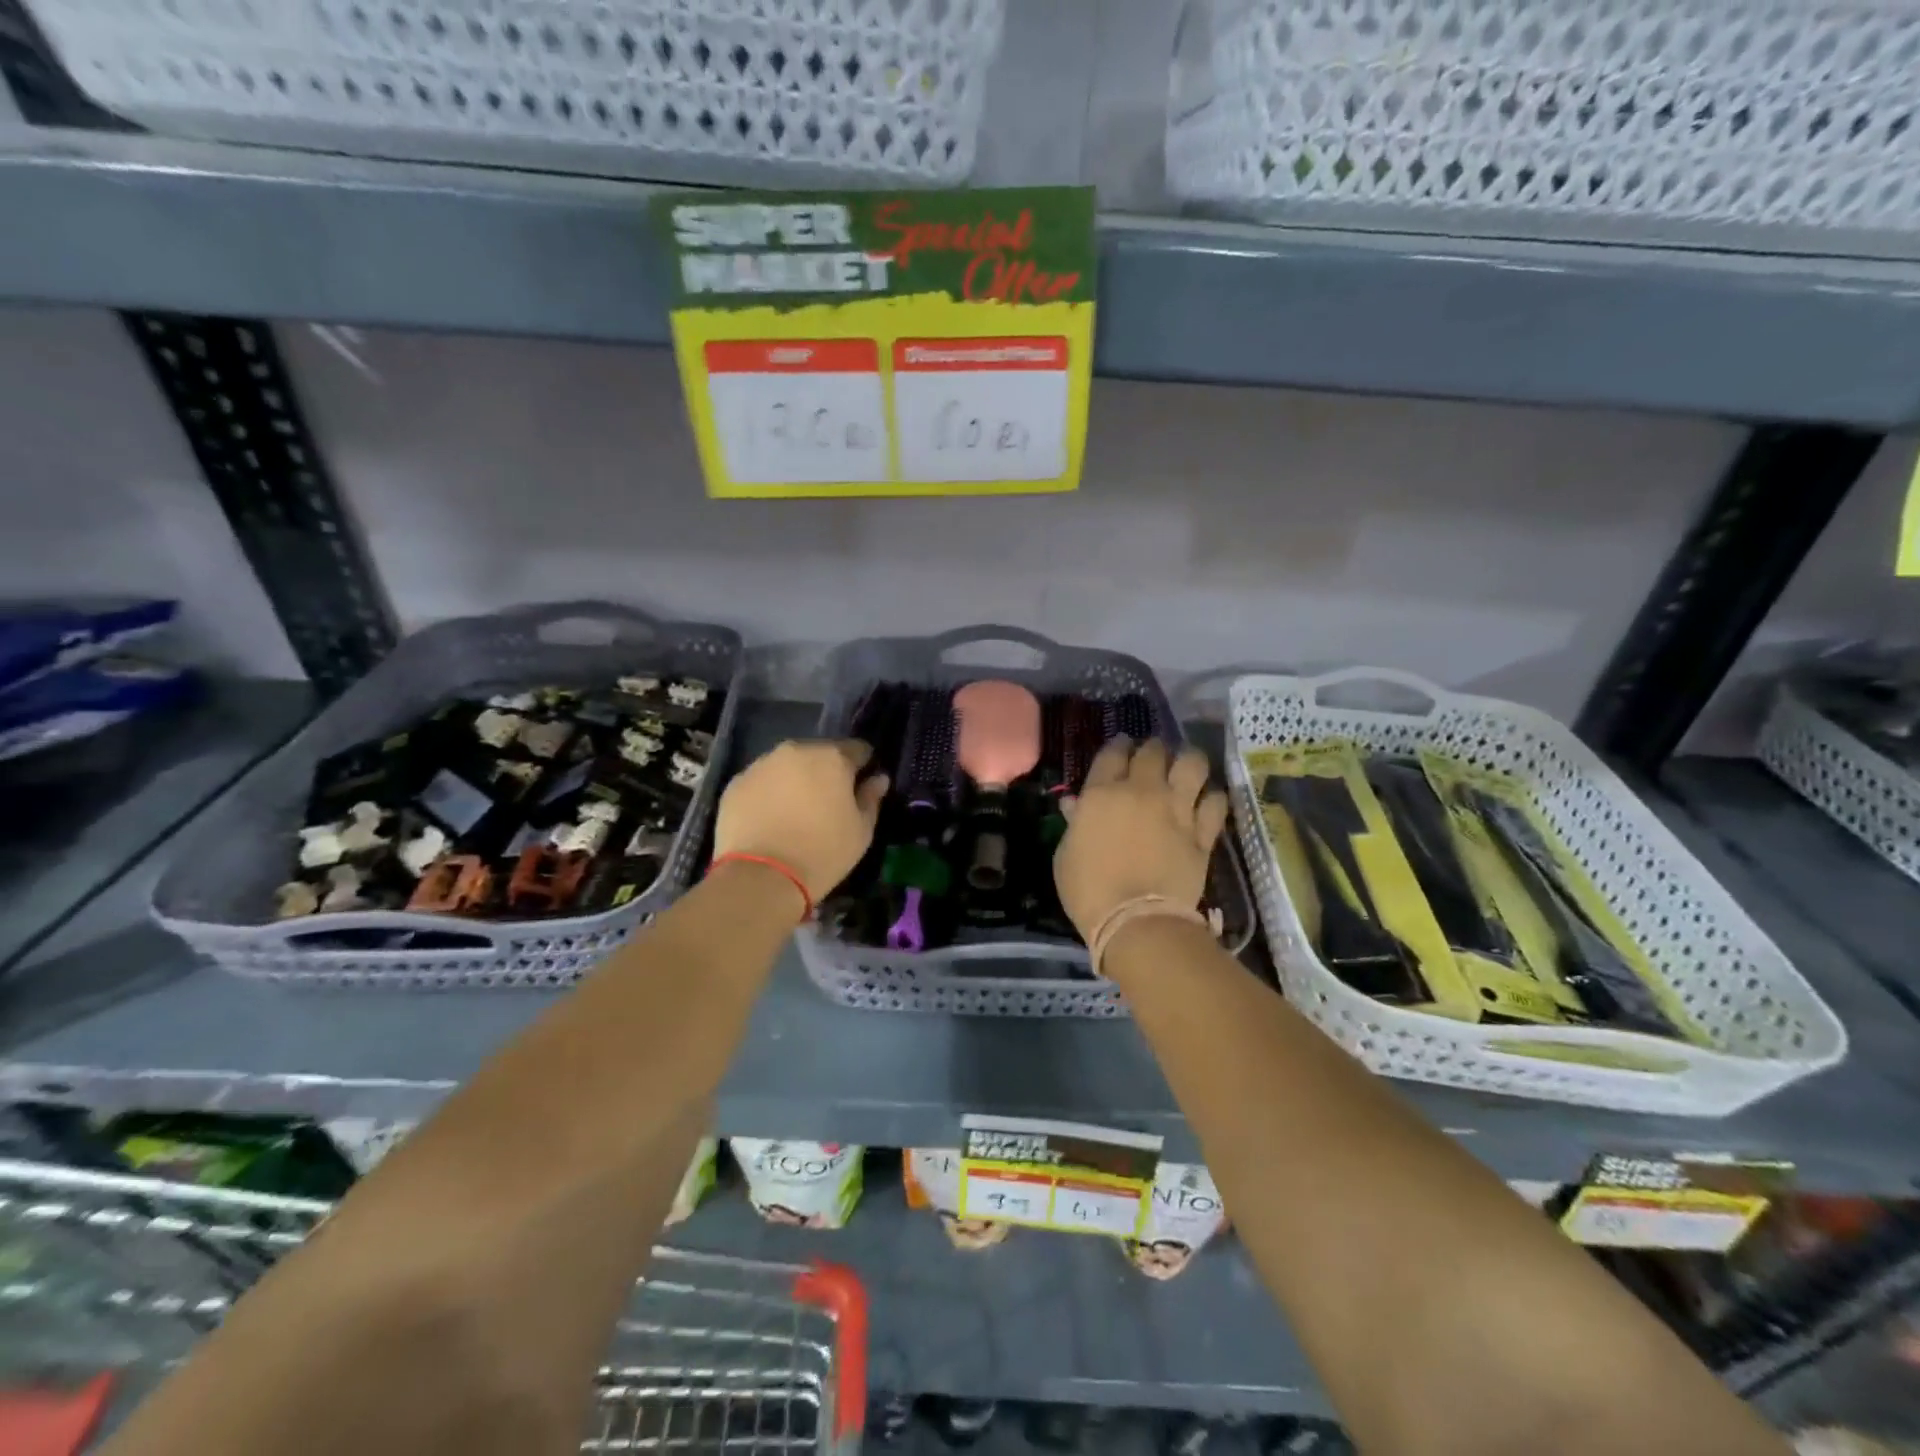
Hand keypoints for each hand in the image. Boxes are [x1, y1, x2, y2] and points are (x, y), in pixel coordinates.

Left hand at [713, 739, 886, 901]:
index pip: (857, 749)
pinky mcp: (736, 784)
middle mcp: (796, 751)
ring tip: (795, 813)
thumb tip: (878, 778)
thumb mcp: (861, 831)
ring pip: (787, 766)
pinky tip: (769, 820)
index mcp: (832, 757)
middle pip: (818, 754)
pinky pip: (761, 782)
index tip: (861, 786)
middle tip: (827, 803)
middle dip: (825, 772)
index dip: (862, 766)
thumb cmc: (823, 852)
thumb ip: (871, 798)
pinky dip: (768, 794)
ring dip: (795, 780)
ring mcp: (761, 765)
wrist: (762, 878)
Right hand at [1054, 738, 1228, 941]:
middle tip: (1153, 758)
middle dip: (1152, 749)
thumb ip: (1074, 824)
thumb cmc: (1088, 891)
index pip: (1113, 752)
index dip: (1118, 745)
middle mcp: (1142, 791)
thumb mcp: (1065, 855)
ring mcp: (1176, 810)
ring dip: (1188, 761)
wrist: (1136, 921)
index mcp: (1102, 793)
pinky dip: (1211, 797)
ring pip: (1192, 764)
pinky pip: (1215, 802)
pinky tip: (1206, 801)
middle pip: (1153, 751)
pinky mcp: (1202, 833)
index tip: (1121, 747)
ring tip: (1186, 767)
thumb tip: (1076, 805)